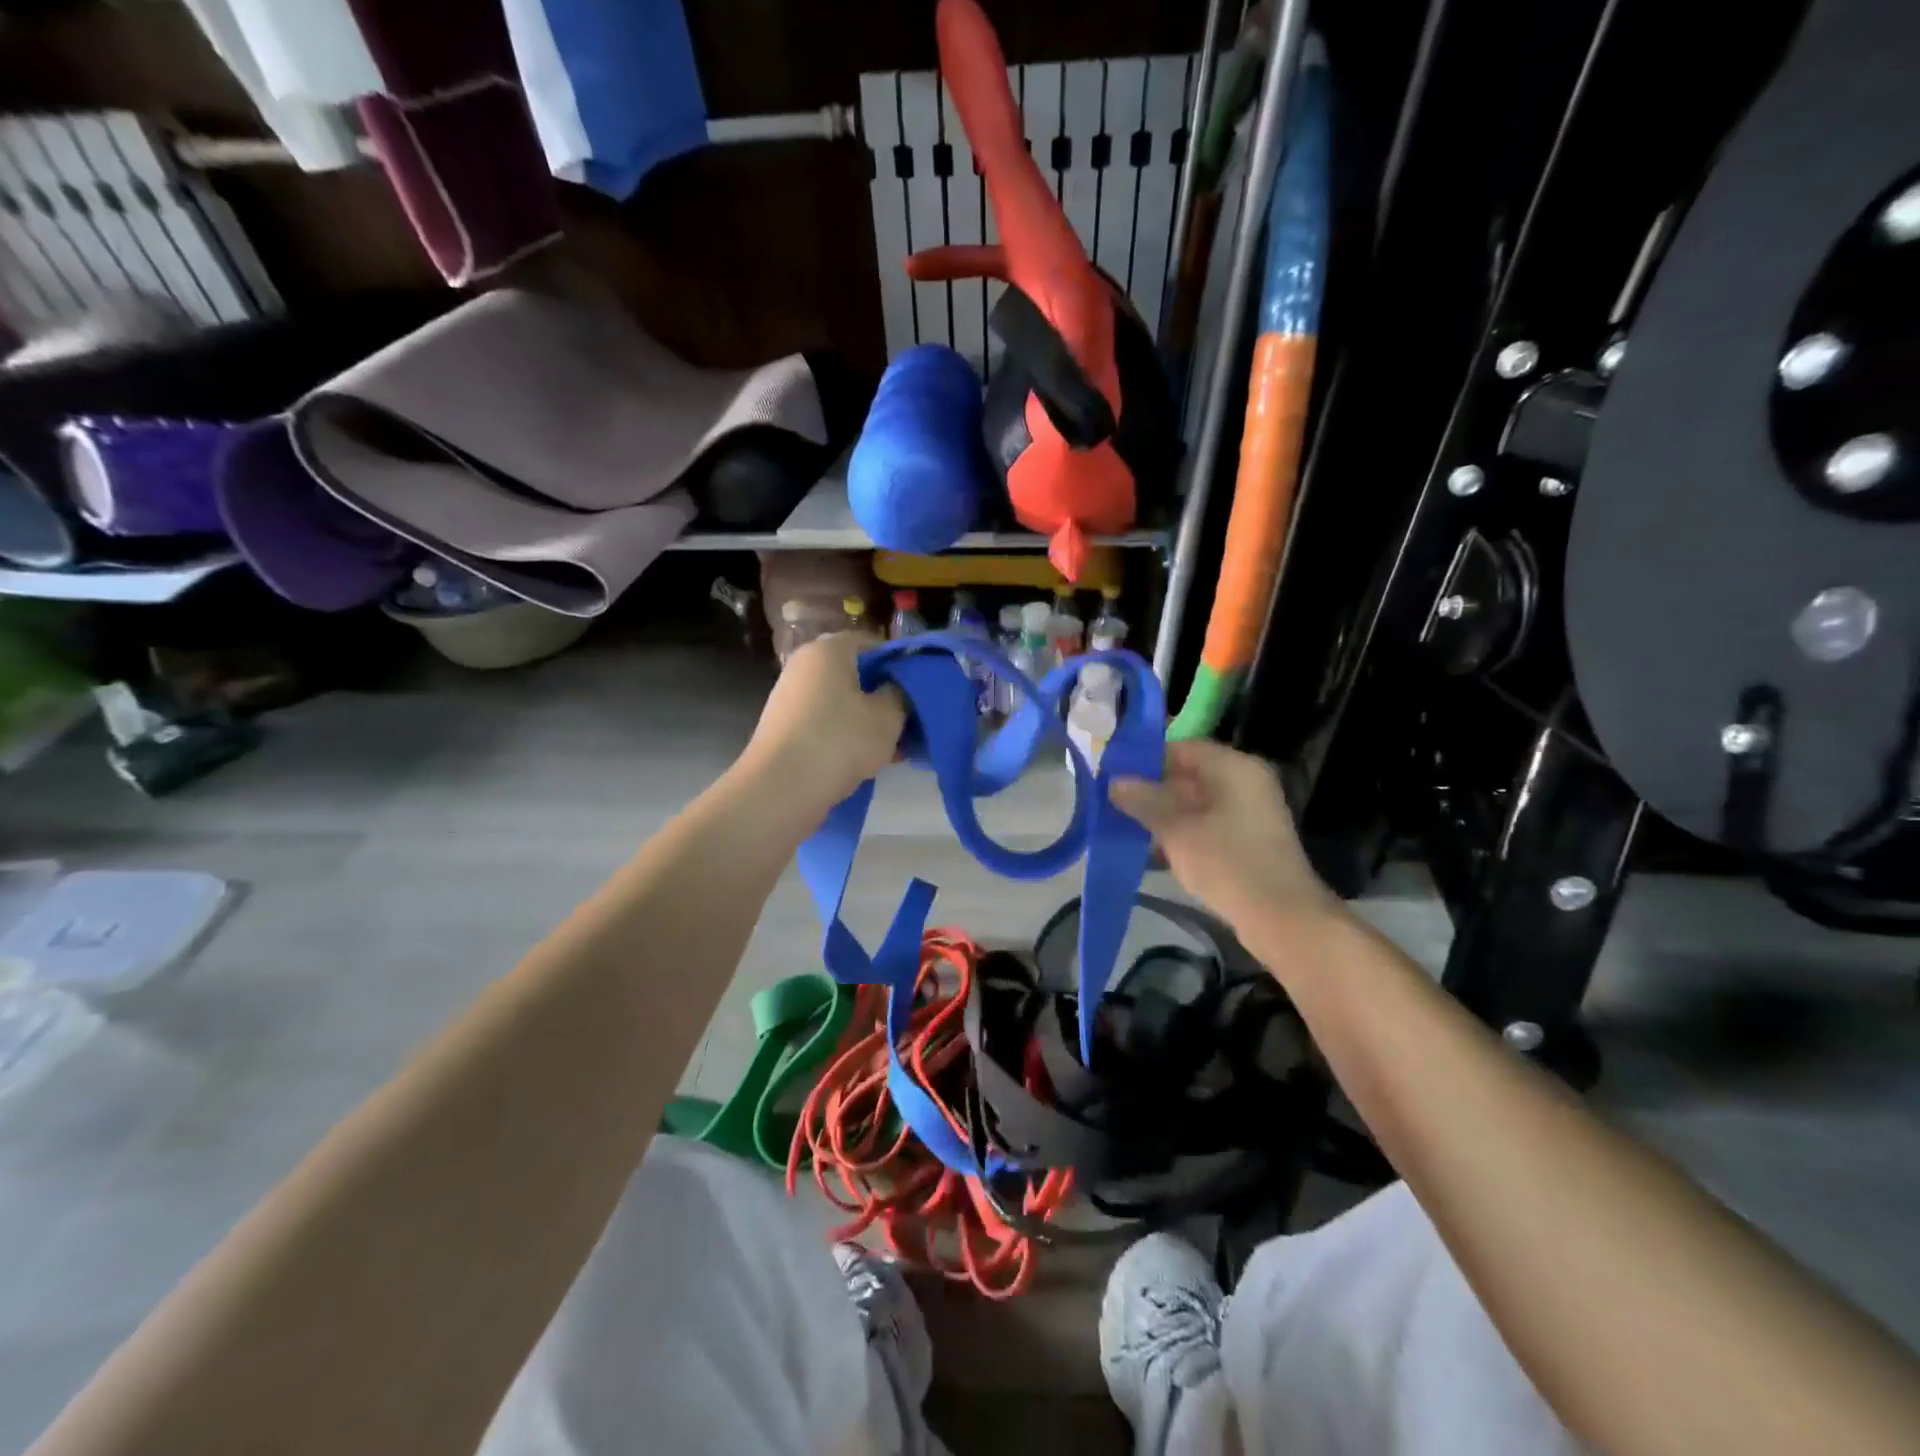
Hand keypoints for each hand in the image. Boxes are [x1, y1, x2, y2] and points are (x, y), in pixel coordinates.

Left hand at [738, 633, 904, 814]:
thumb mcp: (888, 716)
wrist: (781, 788)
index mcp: (828, 650)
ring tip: (896, 746)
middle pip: (856, 674)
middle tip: (910, 720)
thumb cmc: (840, 740)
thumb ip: (900, 695)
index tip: (919, 687)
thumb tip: (897, 689)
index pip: (872, 643)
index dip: (899, 663)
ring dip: (869, 720)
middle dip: (884, 696)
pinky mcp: (786, 729)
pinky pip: (828, 724)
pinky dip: (848, 736)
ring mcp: (792, 698)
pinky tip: (871, 760)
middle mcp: (805, 666)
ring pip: (843, 702)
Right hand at [1110, 740, 1338, 936]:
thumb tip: (1115, 782)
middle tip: (1114, 803)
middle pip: (1189, 775)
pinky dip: (1181, 832)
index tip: (1115, 776)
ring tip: (1126, 826)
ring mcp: (1249, 812)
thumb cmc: (1227, 862)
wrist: (1280, 917)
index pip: (1182, 748)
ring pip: (1196, 803)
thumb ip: (1143, 801)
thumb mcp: (1176, 830)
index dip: (1146, 759)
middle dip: (1152, 790)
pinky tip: (1153, 849)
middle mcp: (1245, 782)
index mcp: (1234, 767)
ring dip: (1164, 814)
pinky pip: (1207, 824)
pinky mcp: (1247, 840)